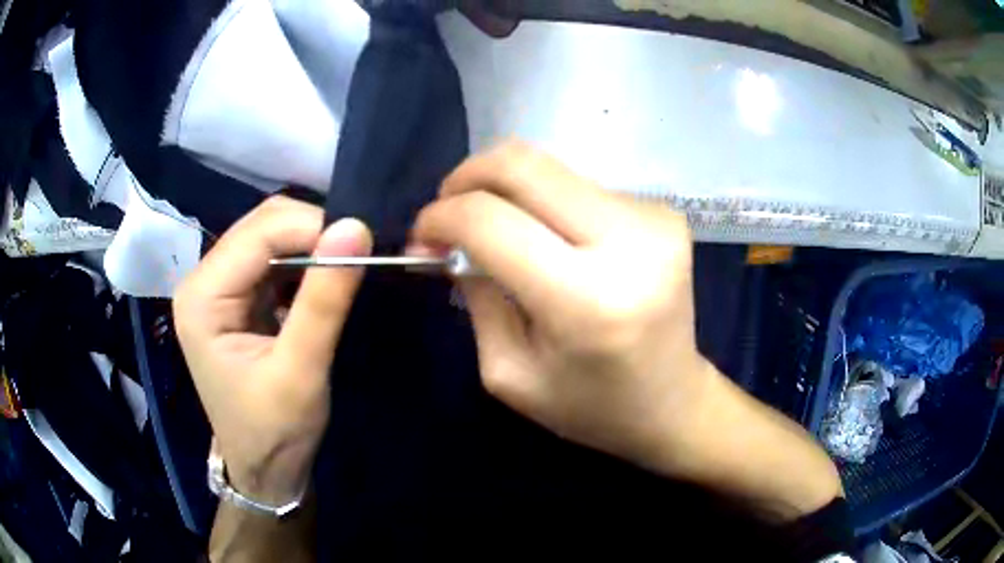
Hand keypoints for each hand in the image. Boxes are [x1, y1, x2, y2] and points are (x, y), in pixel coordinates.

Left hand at [174, 197, 371, 503]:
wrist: (264, 470)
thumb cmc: (275, 431)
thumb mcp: (301, 371)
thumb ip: (324, 299)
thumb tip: (356, 228)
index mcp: (202, 297)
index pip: (259, 233)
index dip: (312, 227)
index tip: (363, 242)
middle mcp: (203, 281)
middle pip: (261, 226)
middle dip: (312, 231)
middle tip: (358, 252)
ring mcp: (219, 288)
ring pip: (270, 237)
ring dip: (311, 245)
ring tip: (348, 263)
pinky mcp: (237, 298)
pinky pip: (274, 260)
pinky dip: (305, 262)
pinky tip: (325, 280)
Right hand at [413, 143, 840, 518]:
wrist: (675, 404)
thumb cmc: (591, 407)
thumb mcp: (510, 372)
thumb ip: (475, 295)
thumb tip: (443, 239)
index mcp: (587, 300)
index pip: (491, 220)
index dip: (441, 216)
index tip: (423, 235)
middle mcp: (629, 242)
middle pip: (524, 165)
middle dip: (468, 177)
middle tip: (448, 213)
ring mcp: (654, 219)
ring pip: (550, 170)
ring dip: (509, 193)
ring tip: (499, 234)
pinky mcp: (663, 212)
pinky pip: (580, 187)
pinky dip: (547, 204)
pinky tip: (549, 241)